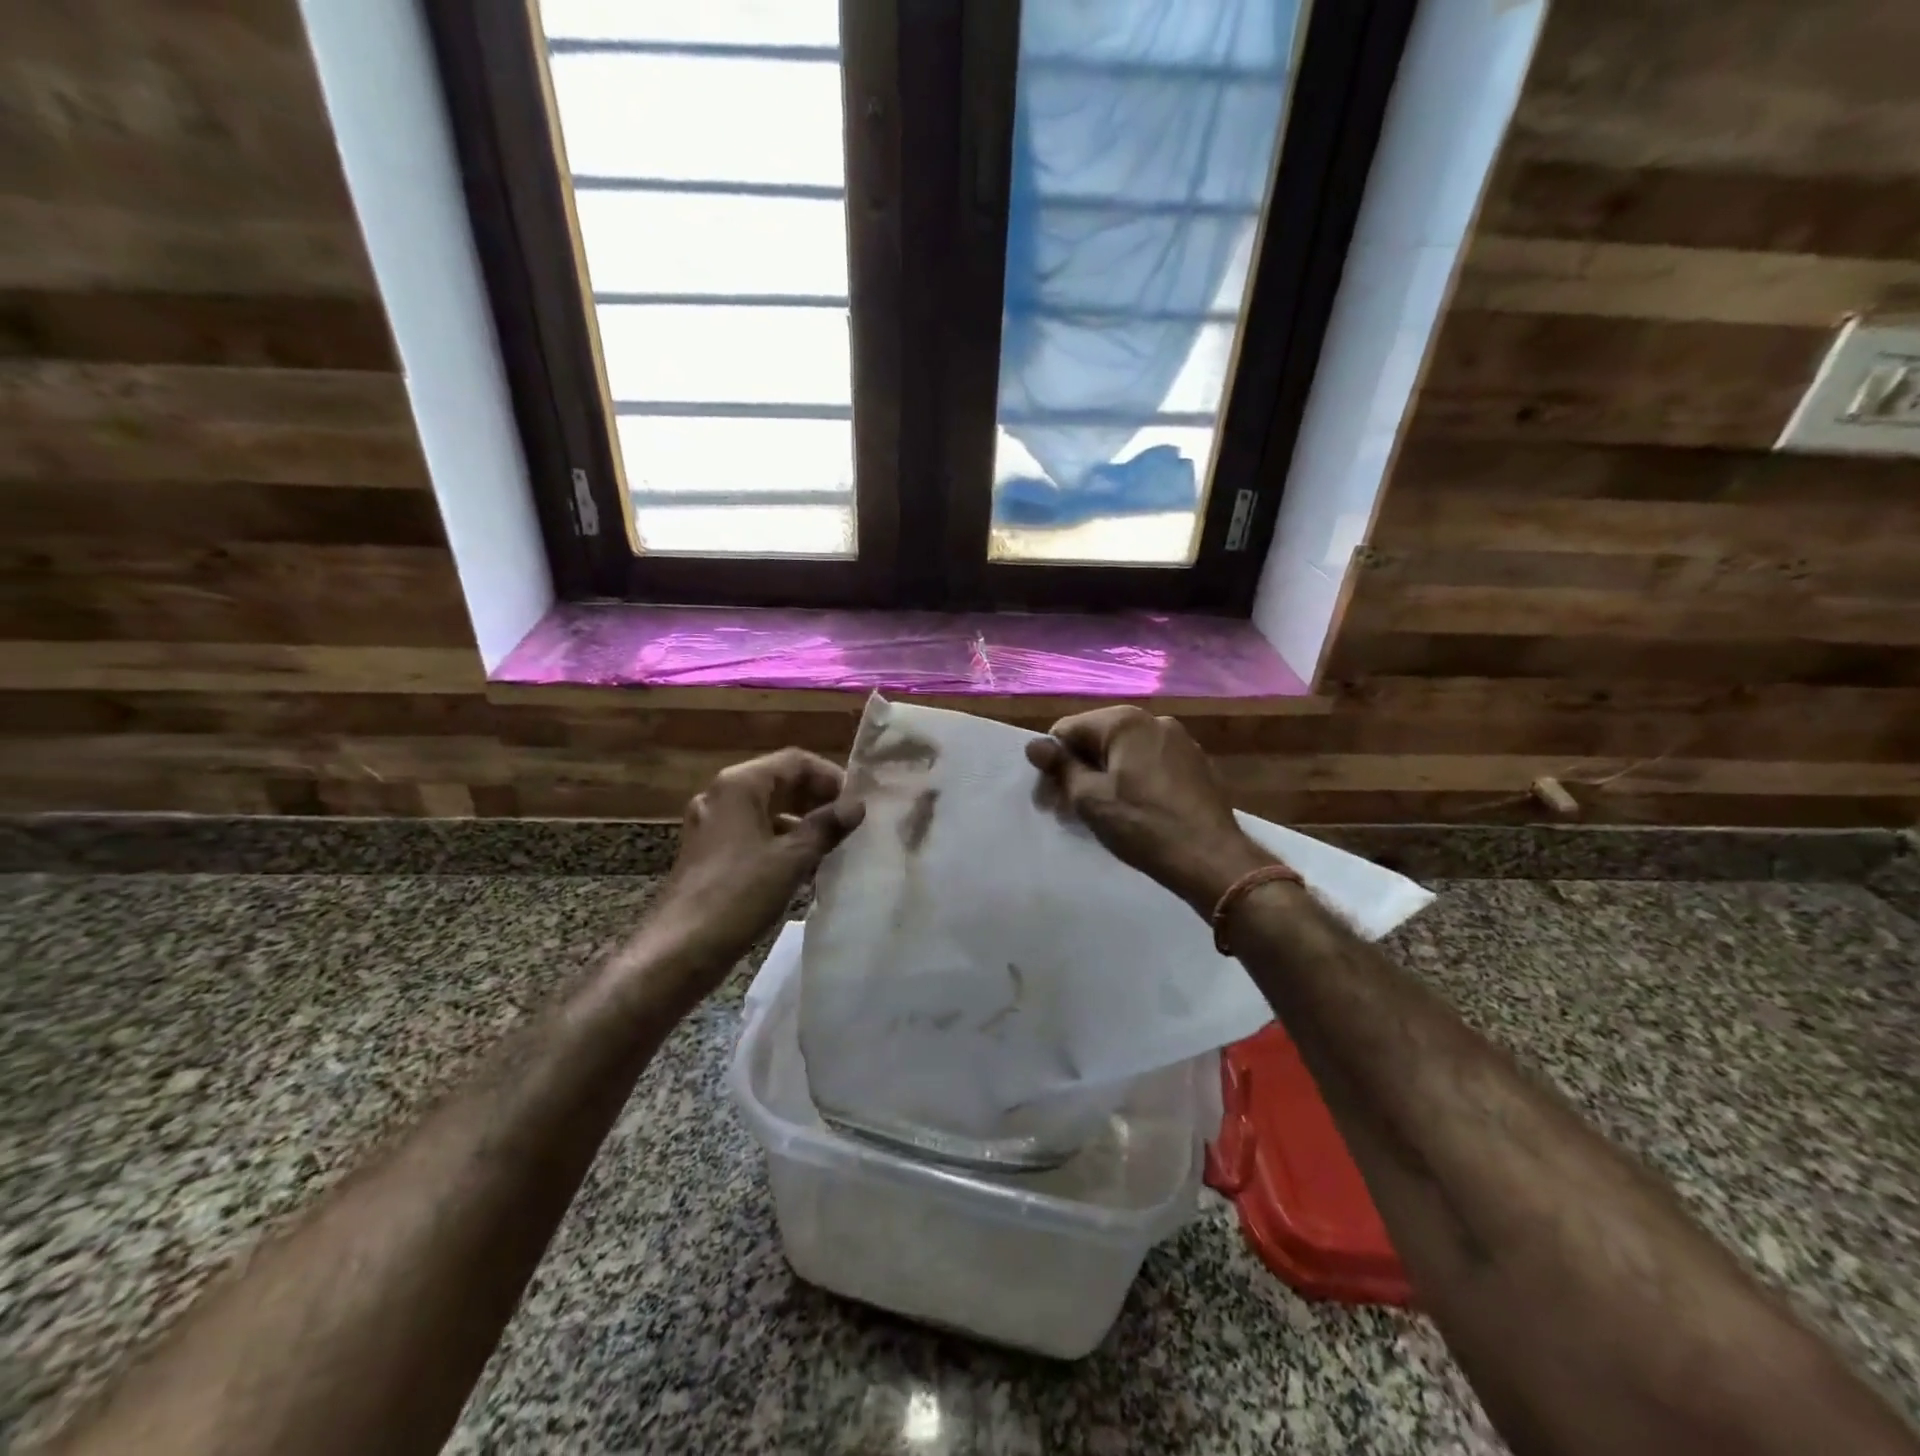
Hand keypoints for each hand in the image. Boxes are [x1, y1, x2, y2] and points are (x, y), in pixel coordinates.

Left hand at [632, 748, 864, 1006]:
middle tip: (850, 822)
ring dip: (801, 820)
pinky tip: (804, 865)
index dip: (830, 777)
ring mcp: (712, 824)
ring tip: (833, 843)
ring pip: (766, 808)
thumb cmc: (738, 895)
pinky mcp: (709, 851)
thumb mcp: (792, 859)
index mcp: (739, 785)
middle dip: (817, 798)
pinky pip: (753, 831)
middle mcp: (722, 795)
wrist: (679, 950)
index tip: (857, 803)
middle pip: (779, 781)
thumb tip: (857, 805)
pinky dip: (781, 839)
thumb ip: (826, 827)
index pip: (795, 761)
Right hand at [1026, 706, 1275, 915]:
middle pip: (1097, 738)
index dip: (1051, 763)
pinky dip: (1132, 781)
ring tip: (1099, 813)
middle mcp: (1154, 721)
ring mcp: (1180, 741)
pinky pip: (1150, 764)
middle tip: (1067, 809)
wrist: (1211, 859)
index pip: (1067, 730)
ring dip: (1103, 776)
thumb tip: (1035, 745)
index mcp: (1125, 722)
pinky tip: (1133, 811)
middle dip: (1077, 770)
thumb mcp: (1090, 799)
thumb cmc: (1143, 825)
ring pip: (1124, 753)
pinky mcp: (1195, 764)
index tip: (1048, 799)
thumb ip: (1061, 767)